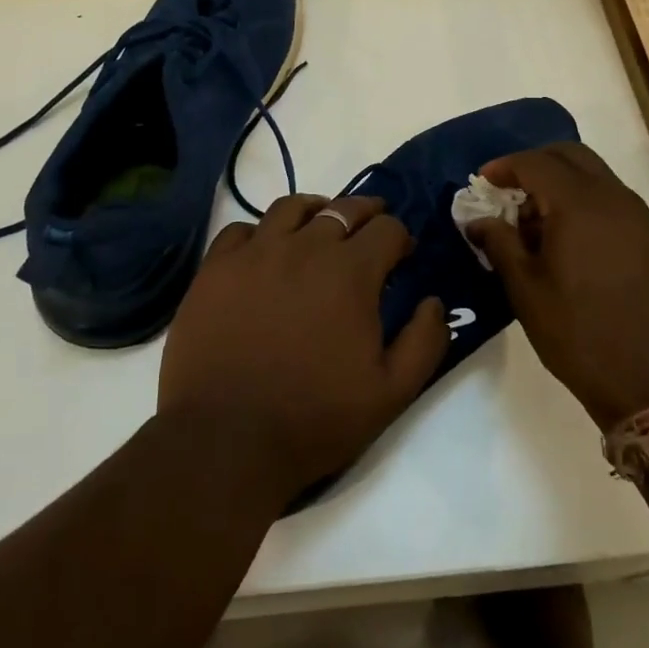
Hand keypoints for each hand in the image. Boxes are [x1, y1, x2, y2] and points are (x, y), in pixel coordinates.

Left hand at [158, 194, 449, 505]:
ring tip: (320, 223)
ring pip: (290, 208)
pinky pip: (240, 229)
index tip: (402, 254)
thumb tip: (433, 302)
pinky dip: (261, 232)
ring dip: (315, 211)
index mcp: (350, 272)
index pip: (387, 229)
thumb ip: (424, 342)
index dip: (400, 237)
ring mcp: (254, 253)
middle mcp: (304, 248)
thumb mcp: (391, 393)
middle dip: (365, 213)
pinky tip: (265, 250)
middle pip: (342, 209)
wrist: (225, 439)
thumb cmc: (314, 418)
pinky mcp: (215, 268)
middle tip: (372, 225)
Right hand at [465, 142, 648, 429]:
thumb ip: (499, 243)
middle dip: (534, 164)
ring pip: (591, 174)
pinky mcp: (648, 236)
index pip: (535, 163)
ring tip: (530, 223)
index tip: (481, 183)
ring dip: (558, 182)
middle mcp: (612, 197)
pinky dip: (580, 199)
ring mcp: (635, 215)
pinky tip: (561, 238)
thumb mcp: (526, 290)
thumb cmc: (580, 333)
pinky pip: (607, 197)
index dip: (504, 167)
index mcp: (579, 204)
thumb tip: (478, 221)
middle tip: (506, 192)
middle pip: (569, 156)